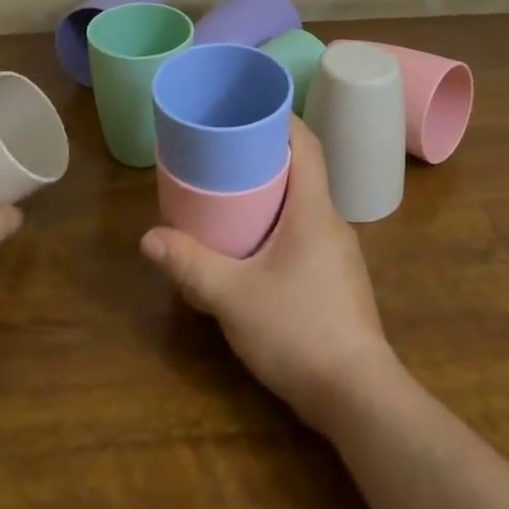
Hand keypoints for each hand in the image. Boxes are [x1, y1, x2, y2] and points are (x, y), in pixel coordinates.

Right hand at [139, 118, 400, 428]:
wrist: (359, 399)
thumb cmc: (299, 332)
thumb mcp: (234, 298)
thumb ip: (191, 266)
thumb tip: (149, 238)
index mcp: (314, 210)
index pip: (306, 144)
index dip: (281, 119)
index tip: (249, 108)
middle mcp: (331, 222)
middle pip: (303, 170)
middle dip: (266, 154)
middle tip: (224, 150)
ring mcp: (339, 253)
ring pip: (305, 204)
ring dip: (273, 190)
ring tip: (232, 192)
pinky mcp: (336, 280)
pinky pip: (307, 232)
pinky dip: (280, 222)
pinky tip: (254, 245)